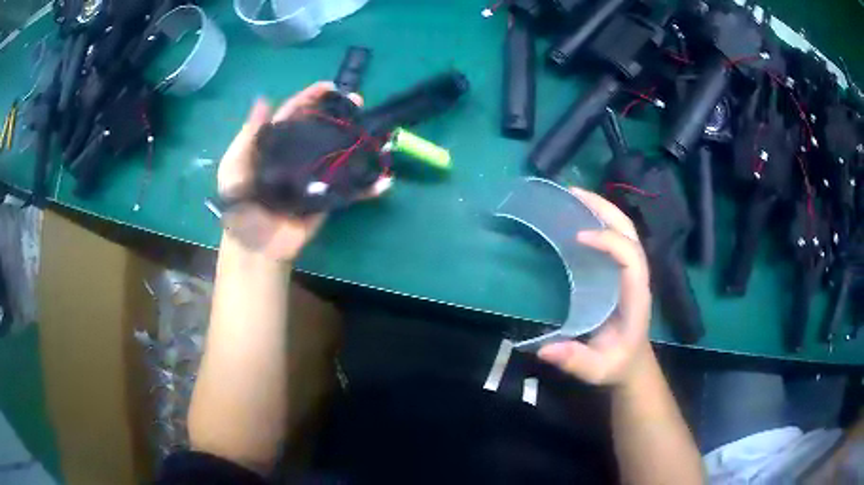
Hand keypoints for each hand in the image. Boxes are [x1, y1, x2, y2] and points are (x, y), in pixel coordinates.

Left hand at [218, 82, 387, 260]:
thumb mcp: (234, 166)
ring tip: (379, 131)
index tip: (330, 87)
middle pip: (322, 128)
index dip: (311, 98)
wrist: (254, 246)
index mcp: (275, 145)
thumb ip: (248, 135)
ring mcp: (315, 178)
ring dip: (361, 141)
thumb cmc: (239, 206)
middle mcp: (298, 155)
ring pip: (340, 153)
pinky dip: (369, 186)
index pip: (295, 114)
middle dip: (341, 113)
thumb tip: (263, 99)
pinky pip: (350, 190)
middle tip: (360, 103)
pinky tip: (385, 178)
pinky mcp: (327, 200)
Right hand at [538, 188, 652, 386]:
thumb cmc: (617, 363)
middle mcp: (636, 276)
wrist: (632, 362)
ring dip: (600, 209)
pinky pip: (614, 238)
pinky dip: (597, 221)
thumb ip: (575, 361)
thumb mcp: (597, 370)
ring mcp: (630, 270)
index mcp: (636, 296)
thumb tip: (544, 349)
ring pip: (624, 229)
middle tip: (572, 193)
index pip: (631, 257)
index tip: (578, 237)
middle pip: (630, 232)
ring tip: (571, 196)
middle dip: (604, 209)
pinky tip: (576, 216)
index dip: (609, 241)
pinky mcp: (620, 271)